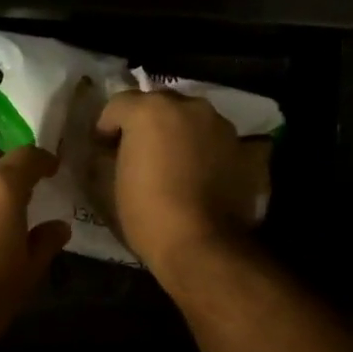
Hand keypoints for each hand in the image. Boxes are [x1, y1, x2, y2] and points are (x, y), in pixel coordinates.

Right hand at [96, 90, 260, 272]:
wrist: (200, 246)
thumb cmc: (146, 215)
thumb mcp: (108, 186)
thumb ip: (105, 158)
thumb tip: (108, 153)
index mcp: (150, 111)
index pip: (118, 105)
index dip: (106, 127)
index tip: (103, 152)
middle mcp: (191, 107)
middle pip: (161, 106)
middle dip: (148, 126)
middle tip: (141, 157)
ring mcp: (224, 127)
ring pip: (195, 122)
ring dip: (182, 137)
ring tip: (177, 169)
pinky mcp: (248, 151)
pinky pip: (225, 144)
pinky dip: (215, 154)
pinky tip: (209, 176)